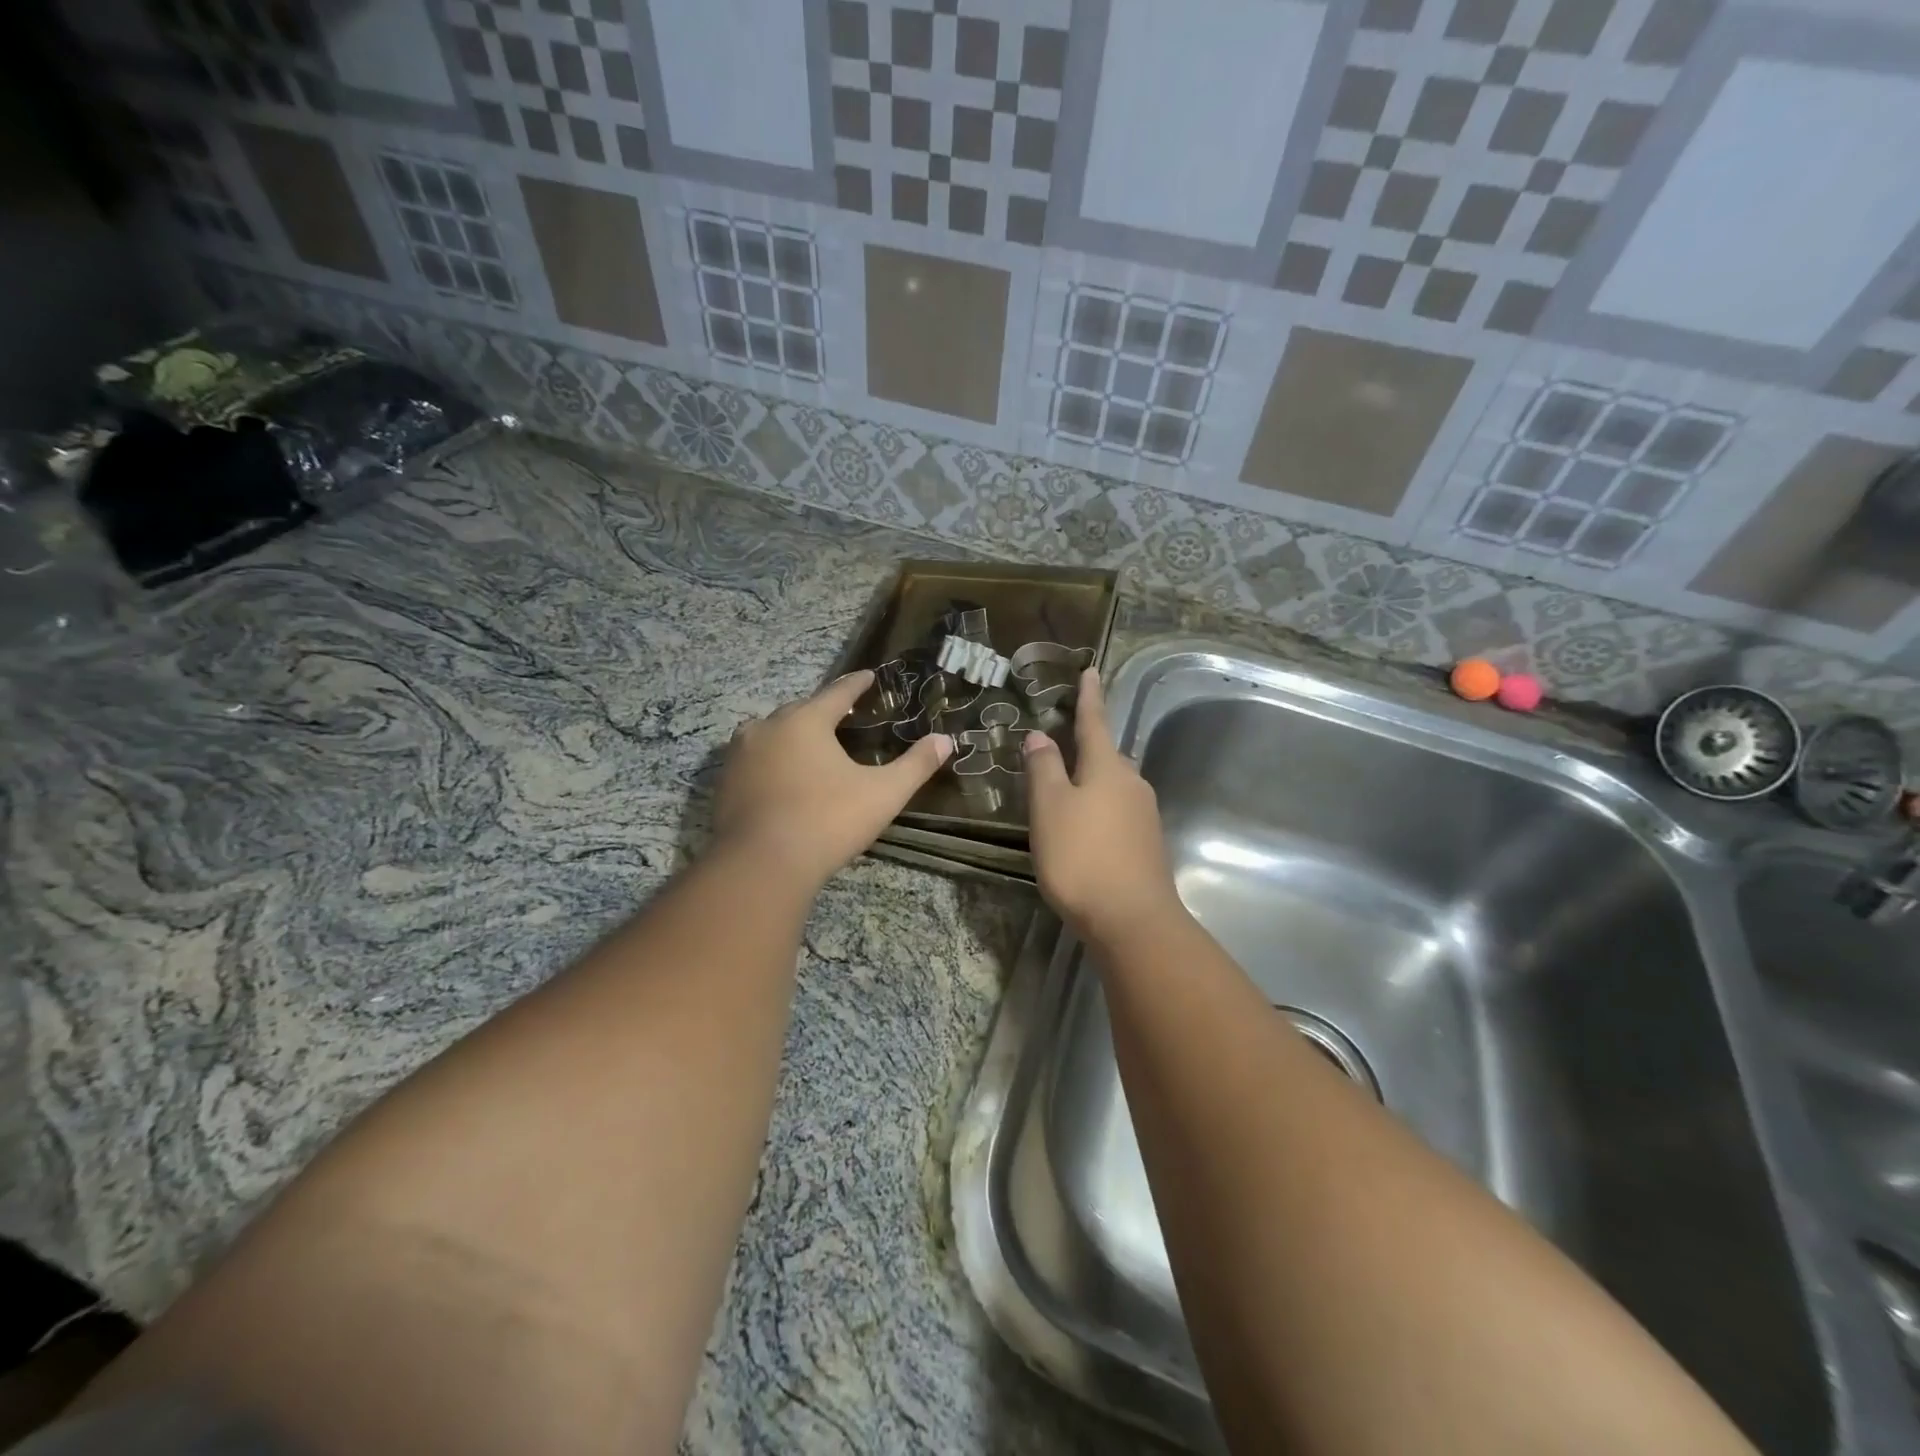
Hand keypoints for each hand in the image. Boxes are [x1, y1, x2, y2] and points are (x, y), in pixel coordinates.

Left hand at [712, 670, 953, 890]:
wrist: (761, 865)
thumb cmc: (827, 821)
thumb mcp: (883, 793)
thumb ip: (916, 765)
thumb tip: (946, 741)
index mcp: (805, 721)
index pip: (837, 693)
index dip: (857, 684)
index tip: (868, 676)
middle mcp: (767, 728)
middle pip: (801, 710)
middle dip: (822, 711)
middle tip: (843, 717)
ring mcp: (739, 756)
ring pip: (771, 734)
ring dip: (791, 736)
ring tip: (811, 747)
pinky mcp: (724, 785)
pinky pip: (754, 761)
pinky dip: (771, 762)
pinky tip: (782, 779)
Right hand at [1022, 668, 1184, 942]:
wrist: (1133, 920)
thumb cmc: (1082, 857)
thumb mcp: (1050, 808)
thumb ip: (1044, 768)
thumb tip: (1040, 735)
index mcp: (1107, 767)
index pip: (1094, 721)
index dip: (1088, 697)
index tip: (1090, 671)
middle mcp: (1132, 783)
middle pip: (1106, 755)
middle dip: (1087, 744)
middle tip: (1063, 738)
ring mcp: (1144, 815)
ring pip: (1113, 785)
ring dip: (1092, 779)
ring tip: (1067, 786)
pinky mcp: (1146, 843)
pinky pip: (1118, 811)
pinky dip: (1099, 807)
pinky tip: (1085, 826)